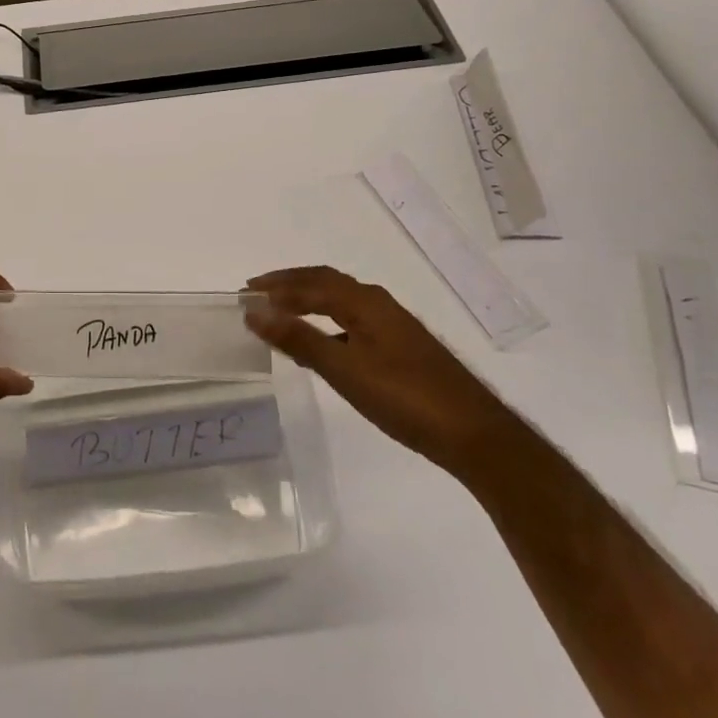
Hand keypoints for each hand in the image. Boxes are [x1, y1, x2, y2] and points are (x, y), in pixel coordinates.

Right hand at [245, 266, 510, 473]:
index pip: (311, 282)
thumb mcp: (344, 369)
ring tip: (280, 312)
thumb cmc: (404, 397)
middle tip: (257, 292)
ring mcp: (393, 326)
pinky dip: (326, 322)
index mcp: (364, 302)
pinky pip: (352, 321)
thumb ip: (299, 339)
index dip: (276, 286)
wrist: (474, 435)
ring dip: (308, 300)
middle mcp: (379, 304)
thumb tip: (256, 312)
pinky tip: (321, 344)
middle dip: (289, 285)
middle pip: (326, 282)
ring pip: (341, 301)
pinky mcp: (401, 348)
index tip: (244, 292)